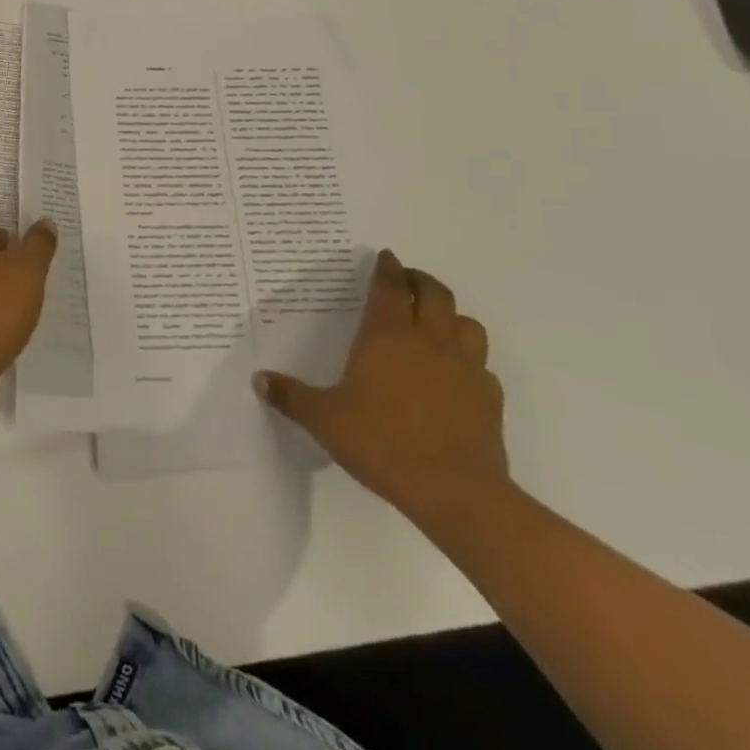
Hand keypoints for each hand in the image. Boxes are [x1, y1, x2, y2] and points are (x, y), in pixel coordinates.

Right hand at [255, 250, 510, 529]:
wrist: (456, 493)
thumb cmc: (382, 443)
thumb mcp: (324, 419)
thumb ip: (291, 396)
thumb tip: (259, 380)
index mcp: (387, 336)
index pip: (389, 287)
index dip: (387, 268)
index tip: (385, 256)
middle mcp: (429, 341)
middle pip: (435, 293)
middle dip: (420, 280)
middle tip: (406, 280)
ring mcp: (465, 368)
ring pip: (467, 324)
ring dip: (451, 316)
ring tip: (435, 323)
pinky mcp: (490, 399)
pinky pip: (482, 366)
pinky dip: (468, 360)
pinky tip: (455, 376)